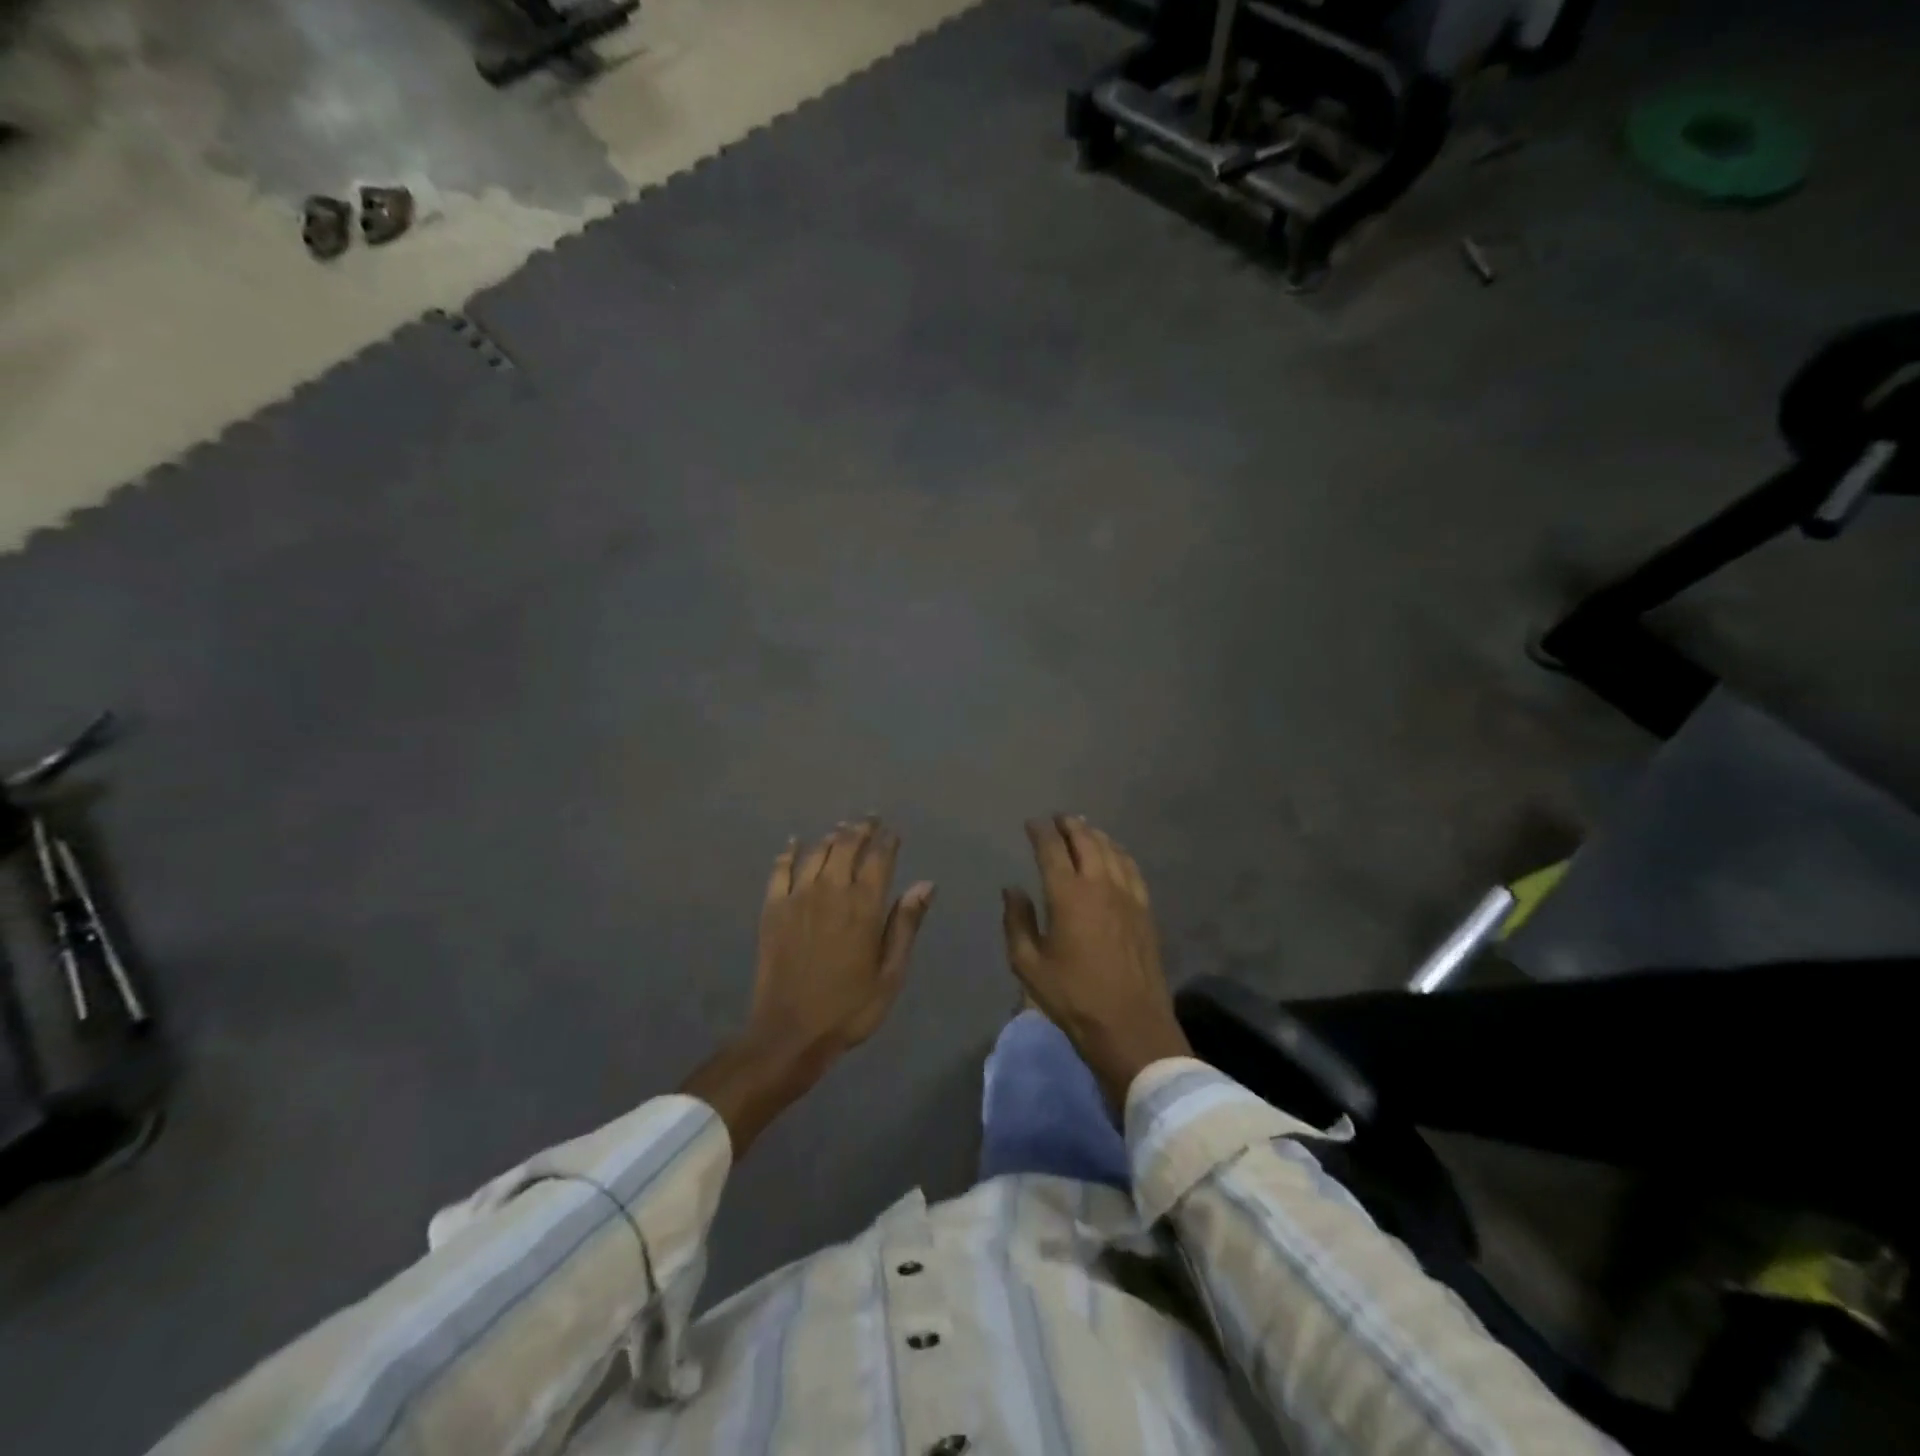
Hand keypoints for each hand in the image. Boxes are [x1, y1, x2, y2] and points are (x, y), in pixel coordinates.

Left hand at [684, 819, 934, 1153]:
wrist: (789, 1032)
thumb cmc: (849, 1007)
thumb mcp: (890, 973)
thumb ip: (905, 924)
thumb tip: (925, 884)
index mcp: (864, 905)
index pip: (879, 857)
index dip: (887, 840)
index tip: (893, 831)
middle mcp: (831, 890)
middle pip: (846, 845)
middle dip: (860, 829)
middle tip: (869, 820)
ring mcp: (797, 897)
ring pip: (816, 851)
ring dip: (831, 836)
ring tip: (841, 829)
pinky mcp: (772, 908)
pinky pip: (780, 869)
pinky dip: (789, 852)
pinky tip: (793, 843)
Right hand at [1002, 816, 1191, 1112]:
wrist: (1130, 1026)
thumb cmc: (1073, 997)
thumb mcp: (1028, 965)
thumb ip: (1017, 922)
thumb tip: (1012, 889)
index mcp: (1068, 895)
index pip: (1052, 849)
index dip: (1040, 832)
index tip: (1032, 823)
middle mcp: (1100, 885)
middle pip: (1086, 841)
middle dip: (1070, 825)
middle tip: (1058, 818)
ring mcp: (1128, 896)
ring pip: (1112, 851)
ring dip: (1095, 835)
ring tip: (1084, 828)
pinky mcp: (1145, 911)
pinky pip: (1132, 869)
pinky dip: (1120, 854)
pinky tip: (1116, 855)